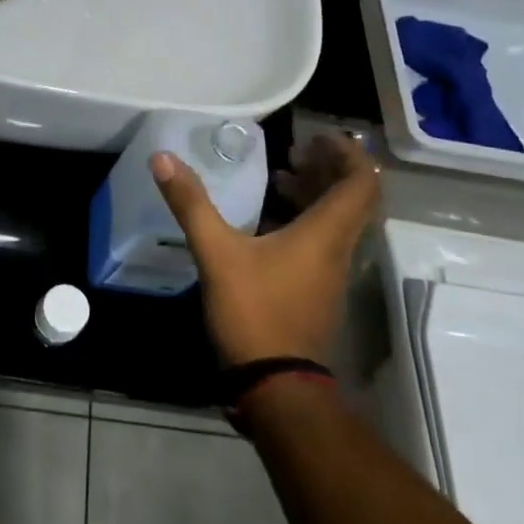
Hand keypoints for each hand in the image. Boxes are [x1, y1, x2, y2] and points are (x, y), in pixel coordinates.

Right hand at [151, 133, 378, 367]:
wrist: (276, 386)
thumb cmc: (254, 313)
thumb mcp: (217, 254)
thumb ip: (191, 204)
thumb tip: (163, 158)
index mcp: (326, 234)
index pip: (361, 183)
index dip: (347, 154)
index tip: (315, 137)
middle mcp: (338, 250)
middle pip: (352, 200)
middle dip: (327, 169)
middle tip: (294, 152)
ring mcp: (330, 275)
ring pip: (336, 222)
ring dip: (315, 196)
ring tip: (280, 179)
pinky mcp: (317, 293)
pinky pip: (322, 243)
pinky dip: (304, 221)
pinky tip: (268, 224)